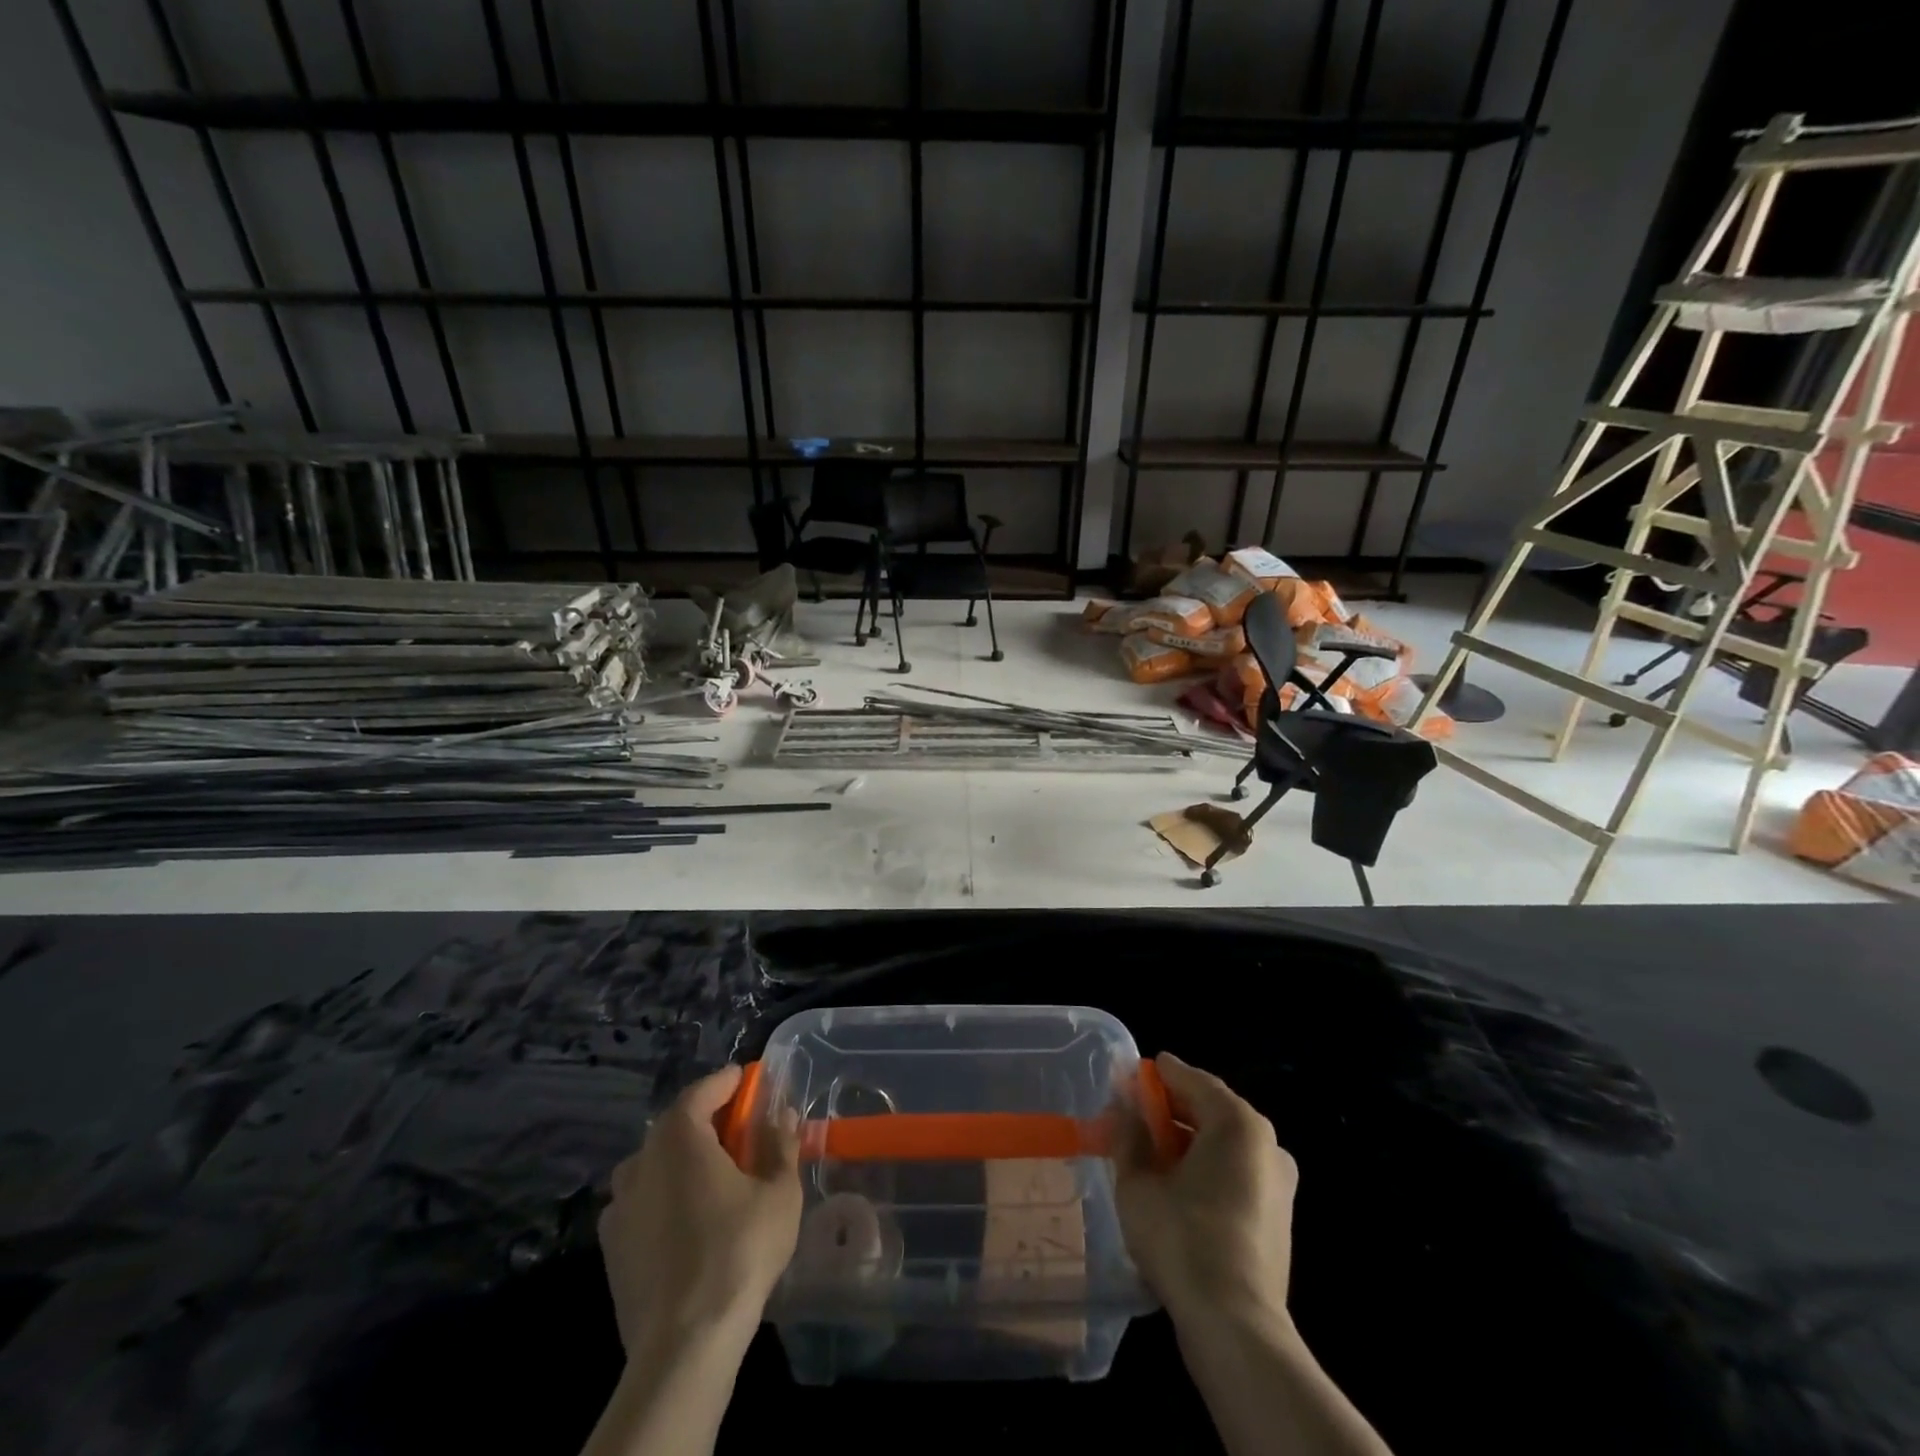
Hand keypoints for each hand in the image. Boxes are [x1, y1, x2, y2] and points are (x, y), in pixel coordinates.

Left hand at [598, 1065, 801, 1351]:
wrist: (683, 1345)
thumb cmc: (738, 1252)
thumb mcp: (779, 1193)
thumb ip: (781, 1145)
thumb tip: (783, 1115)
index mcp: (679, 1137)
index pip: (703, 1091)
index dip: (728, 1082)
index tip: (748, 1078)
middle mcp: (641, 1160)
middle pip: (676, 1125)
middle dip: (709, 1120)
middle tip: (741, 1127)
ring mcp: (619, 1205)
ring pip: (656, 1163)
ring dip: (684, 1158)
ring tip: (715, 1174)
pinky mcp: (611, 1246)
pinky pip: (642, 1201)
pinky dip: (665, 1195)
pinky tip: (688, 1218)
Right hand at [1115, 1053, 1297, 1330]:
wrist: (1235, 1326)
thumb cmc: (1182, 1239)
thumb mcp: (1137, 1182)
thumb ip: (1129, 1136)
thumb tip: (1124, 1109)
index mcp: (1237, 1122)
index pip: (1190, 1079)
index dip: (1156, 1076)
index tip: (1128, 1075)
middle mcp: (1266, 1142)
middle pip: (1210, 1109)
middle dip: (1170, 1109)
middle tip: (1131, 1114)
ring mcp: (1278, 1182)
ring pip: (1223, 1144)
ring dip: (1186, 1141)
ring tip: (1147, 1152)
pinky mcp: (1277, 1217)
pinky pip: (1235, 1173)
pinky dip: (1205, 1167)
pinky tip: (1174, 1185)